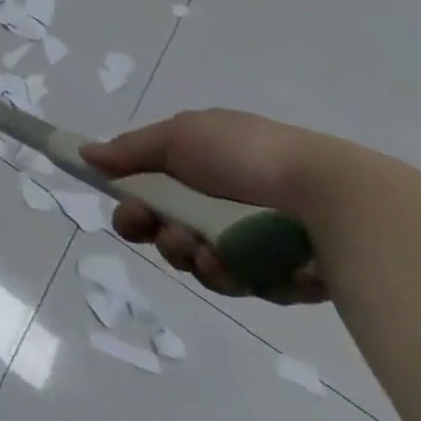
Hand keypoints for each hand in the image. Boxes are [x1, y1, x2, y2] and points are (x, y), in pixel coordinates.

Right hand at [80, 109, 346, 304]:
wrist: (334, 197)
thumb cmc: (248, 156)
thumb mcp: (179, 136)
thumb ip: (130, 150)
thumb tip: (86, 154)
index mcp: (203, 165)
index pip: (152, 191)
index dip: (133, 205)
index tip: (127, 213)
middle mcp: (226, 202)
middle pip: (173, 231)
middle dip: (164, 237)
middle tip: (171, 236)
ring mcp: (258, 240)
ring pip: (204, 262)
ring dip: (196, 258)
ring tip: (211, 253)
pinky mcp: (288, 276)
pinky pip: (246, 284)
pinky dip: (238, 276)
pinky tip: (245, 267)